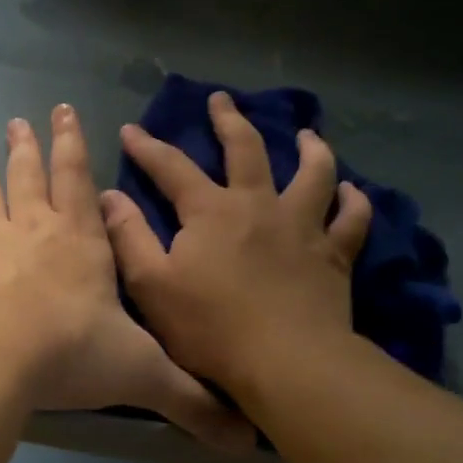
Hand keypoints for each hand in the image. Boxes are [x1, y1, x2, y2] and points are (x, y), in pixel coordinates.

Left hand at [0, 105, 252, 450]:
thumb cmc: (68, 356)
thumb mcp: (141, 375)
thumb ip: (190, 399)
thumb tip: (245, 438)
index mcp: (81, 243)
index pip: (79, 181)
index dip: (74, 146)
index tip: (65, 113)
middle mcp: (33, 229)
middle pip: (30, 175)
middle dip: (28, 146)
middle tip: (20, 120)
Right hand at [100, 90, 373, 399]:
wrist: (285, 363)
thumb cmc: (210, 328)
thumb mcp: (151, 286)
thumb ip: (129, 237)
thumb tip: (108, 196)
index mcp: (210, 212)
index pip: (172, 167)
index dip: (148, 147)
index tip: (131, 130)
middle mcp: (258, 205)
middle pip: (246, 149)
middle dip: (229, 121)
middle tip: (221, 100)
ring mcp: (302, 227)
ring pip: (314, 174)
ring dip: (311, 149)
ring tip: (308, 135)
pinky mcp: (334, 255)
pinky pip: (351, 220)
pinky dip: (353, 203)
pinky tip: (352, 193)